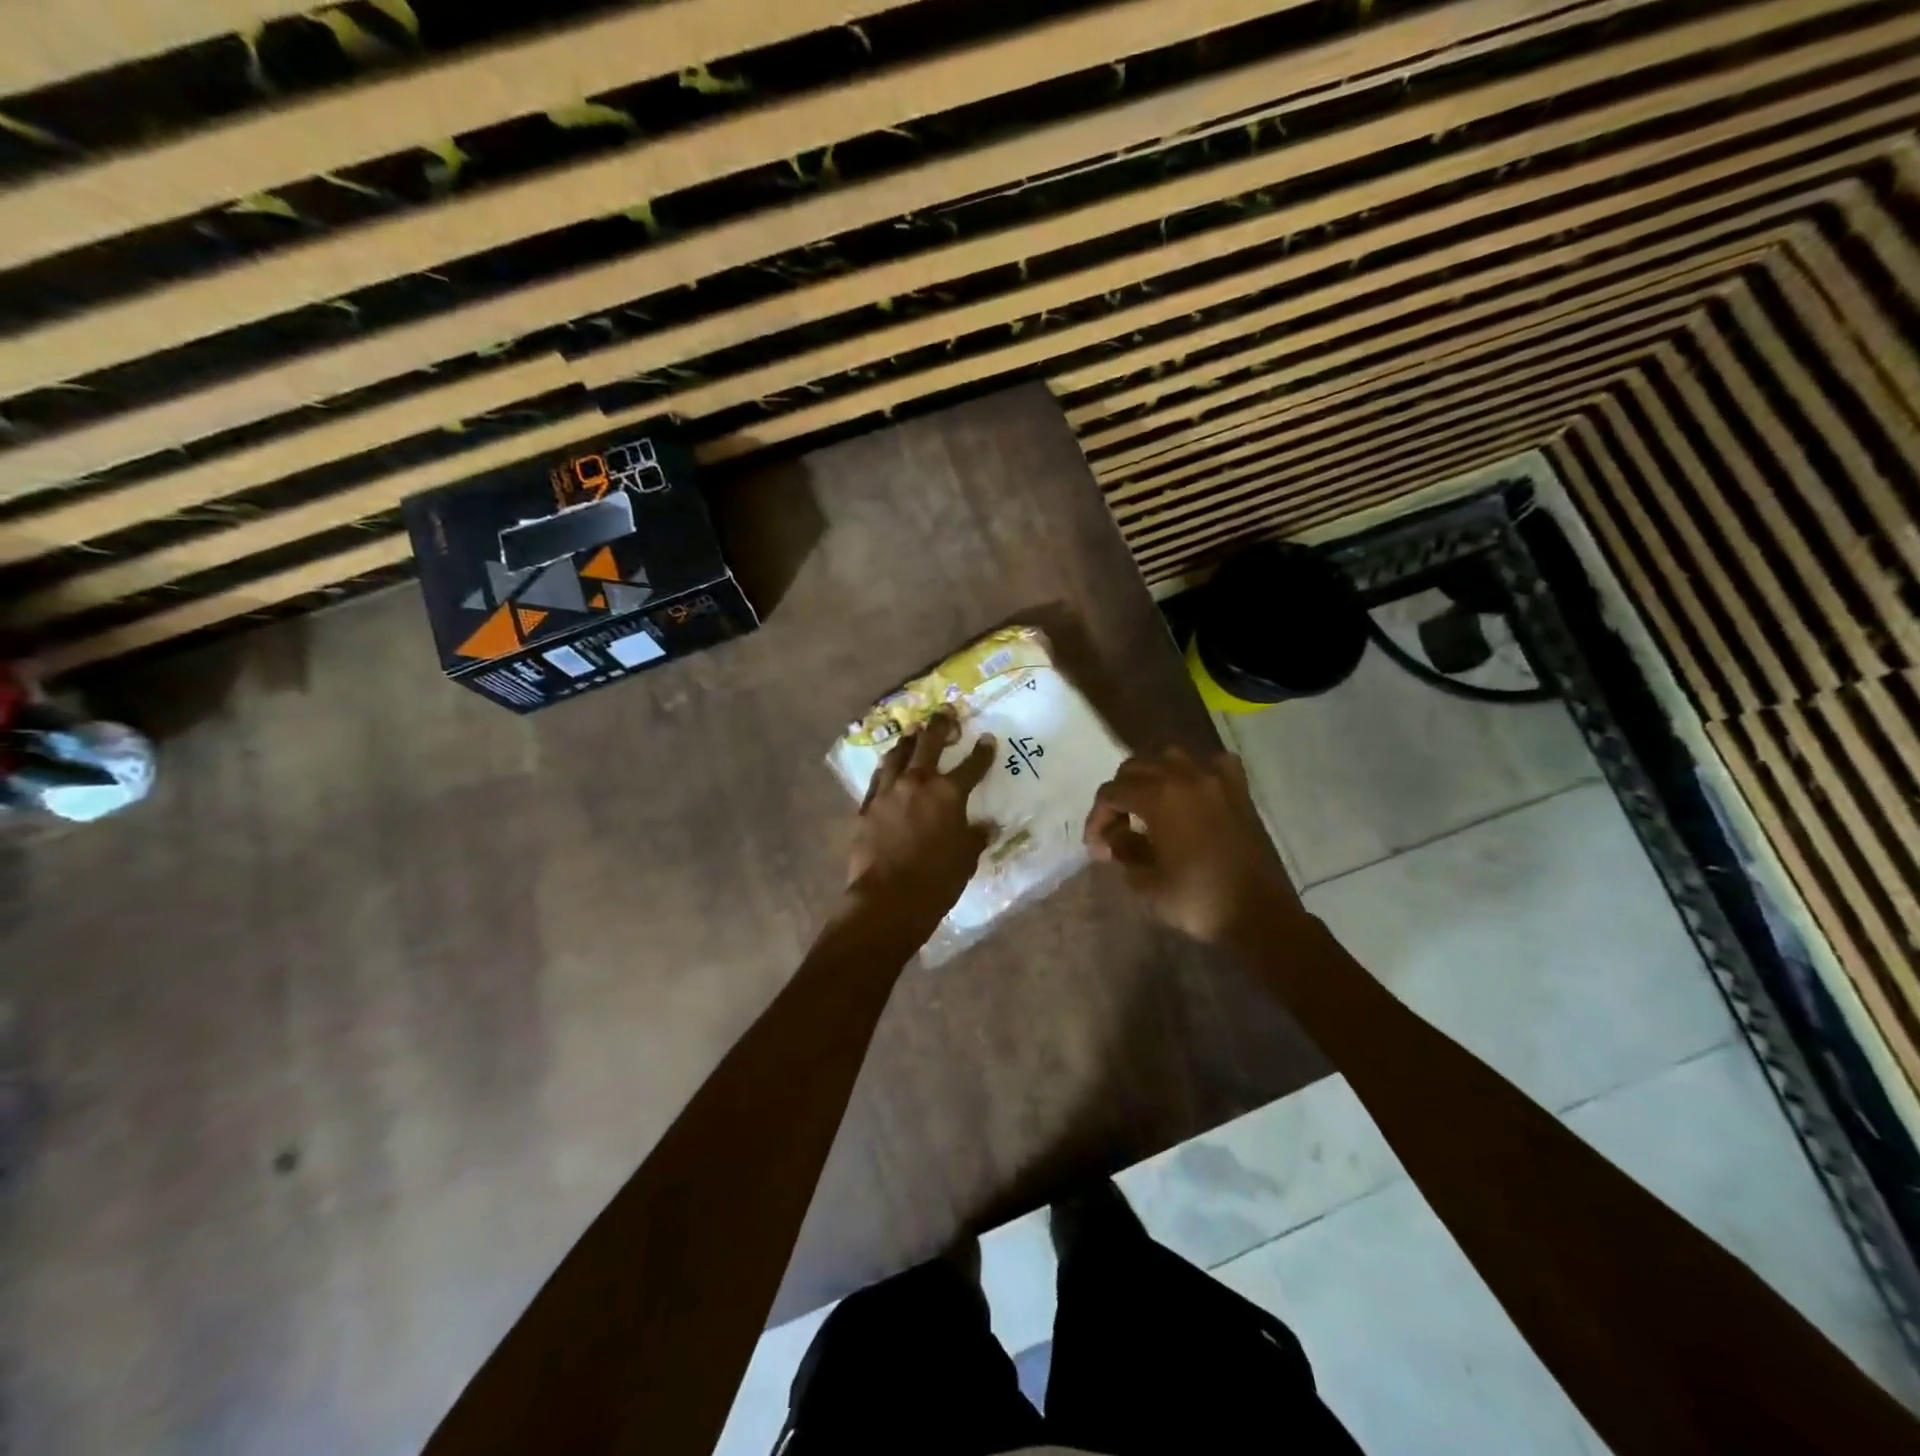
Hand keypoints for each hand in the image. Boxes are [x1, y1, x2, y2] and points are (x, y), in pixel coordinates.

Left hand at [844, 710, 995, 937]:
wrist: (888, 899)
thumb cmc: (937, 881)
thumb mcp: (966, 859)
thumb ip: (975, 836)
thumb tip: (986, 826)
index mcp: (948, 794)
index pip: (971, 766)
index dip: (982, 752)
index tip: (987, 738)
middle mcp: (917, 783)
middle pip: (929, 745)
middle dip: (939, 726)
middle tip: (944, 712)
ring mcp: (888, 792)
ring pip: (897, 756)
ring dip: (907, 742)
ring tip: (912, 733)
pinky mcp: (867, 807)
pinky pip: (878, 778)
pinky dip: (887, 768)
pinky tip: (888, 766)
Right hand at [1084, 746, 1303, 947]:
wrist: (1259, 915)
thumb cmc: (1197, 900)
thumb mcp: (1145, 882)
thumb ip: (1123, 849)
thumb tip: (1115, 835)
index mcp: (1159, 797)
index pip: (1112, 792)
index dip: (1097, 818)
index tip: (1097, 849)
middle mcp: (1186, 777)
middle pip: (1136, 767)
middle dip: (1119, 795)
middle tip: (1118, 828)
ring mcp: (1217, 780)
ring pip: (1171, 755)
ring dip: (1152, 774)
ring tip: (1149, 803)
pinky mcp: (1239, 791)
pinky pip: (1212, 763)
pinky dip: (1195, 771)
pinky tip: (1191, 791)